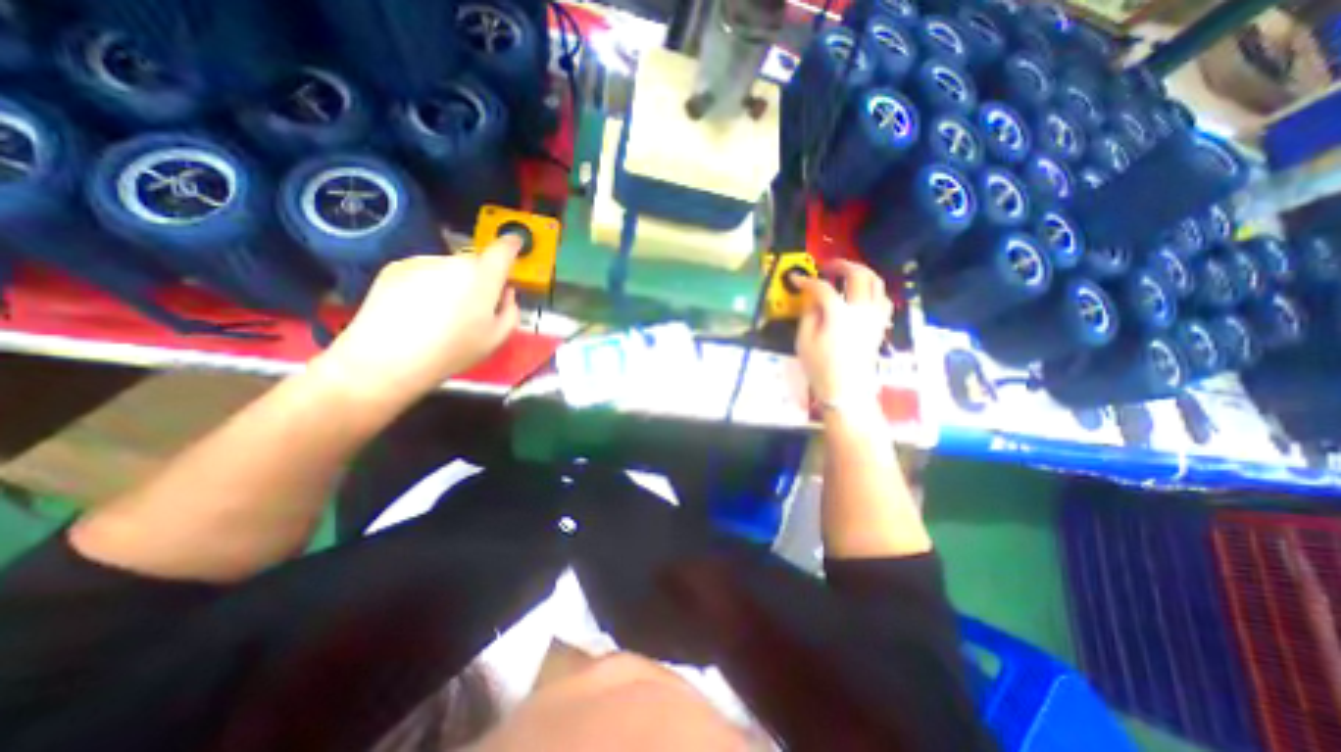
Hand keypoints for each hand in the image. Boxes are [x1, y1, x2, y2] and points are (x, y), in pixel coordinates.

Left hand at [319, 239, 520, 405]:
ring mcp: (422, 262)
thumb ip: (510, 310)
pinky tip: (418, 311)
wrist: (386, 358)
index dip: (512, 244)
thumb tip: (506, 293)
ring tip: (440, 315)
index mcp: (483, 276)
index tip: (515, 244)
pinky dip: (428, 285)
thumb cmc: (452, 351)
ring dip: (452, 283)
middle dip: (480, 279)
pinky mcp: (395, 268)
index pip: (503, 249)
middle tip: (474, 309)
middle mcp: (454, 261)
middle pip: (475, 263)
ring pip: (449, 268)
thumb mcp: (496, 338)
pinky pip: (424, 272)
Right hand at [795, 260, 887, 407]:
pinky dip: (873, 290)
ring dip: (861, 272)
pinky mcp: (880, 325)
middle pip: (858, 274)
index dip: (807, 280)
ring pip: (877, 282)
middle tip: (827, 266)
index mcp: (839, 314)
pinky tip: (862, 295)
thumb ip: (808, 314)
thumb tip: (812, 299)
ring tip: (847, 275)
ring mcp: (875, 316)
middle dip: (841, 265)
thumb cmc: (820, 368)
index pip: (823, 288)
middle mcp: (861, 310)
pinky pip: (883, 299)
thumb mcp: (804, 341)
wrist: (846, 390)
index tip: (796, 279)